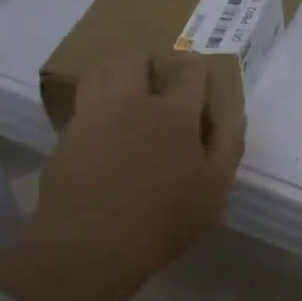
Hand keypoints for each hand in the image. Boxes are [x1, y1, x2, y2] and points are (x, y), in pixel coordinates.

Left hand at [39, 49, 244, 270]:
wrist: (91, 242)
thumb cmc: (164, 218)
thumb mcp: (214, 189)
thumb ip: (228, 146)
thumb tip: (235, 114)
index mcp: (174, 113)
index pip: (189, 72)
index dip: (197, 67)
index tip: (200, 69)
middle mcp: (131, 102)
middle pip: (134, 58)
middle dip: (147, 58)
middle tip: (155, 73)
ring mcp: (93, 115)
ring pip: (100, 72)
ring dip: (114, 70)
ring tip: (123, 86)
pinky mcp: (66, 135)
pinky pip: (80, 103)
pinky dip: (93, 102)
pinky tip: (100, 121)